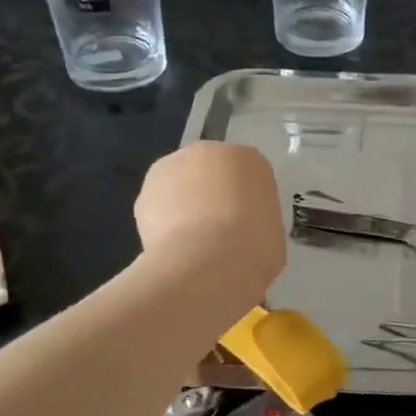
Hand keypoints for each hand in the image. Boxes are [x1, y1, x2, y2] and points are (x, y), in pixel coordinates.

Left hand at [134, 142, 284, 296]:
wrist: (207, 263)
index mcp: (250, 159)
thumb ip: (256, 221)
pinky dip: (163, 225)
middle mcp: (209, 151)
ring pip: (180, 186)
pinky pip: (159, 207)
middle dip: (211, 196)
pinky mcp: (143, 192)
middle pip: (210, 172)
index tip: (247, 225)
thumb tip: (241, 233)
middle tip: (219, 232)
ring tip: (192, 245)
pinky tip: (174, 250)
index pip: (248, 175)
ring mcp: (171, 167)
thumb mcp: (273, 233)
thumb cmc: (254, 247)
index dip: (246, 202)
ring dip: (184, 206)